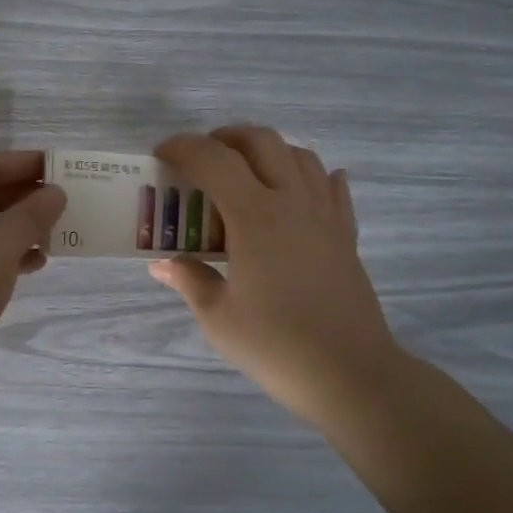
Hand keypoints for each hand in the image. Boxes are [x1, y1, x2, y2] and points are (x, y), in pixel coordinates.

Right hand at [151, 126, 402, 427]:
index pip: (214, 160)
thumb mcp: (218, 317)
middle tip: (202, 158)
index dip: (184, 148)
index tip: (162, 155)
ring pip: (299, 155)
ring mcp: (325, 216)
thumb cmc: (276, 346)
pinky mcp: (346, 234)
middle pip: (261, 141)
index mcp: (255, 217)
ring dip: (268, 151)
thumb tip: (163, 263)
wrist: (351, 374)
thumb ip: (190, 279)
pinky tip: (301, 190)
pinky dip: (312, 176)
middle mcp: (292, 202)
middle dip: (225, 138)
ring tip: (245, 172)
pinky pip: (333, 188)